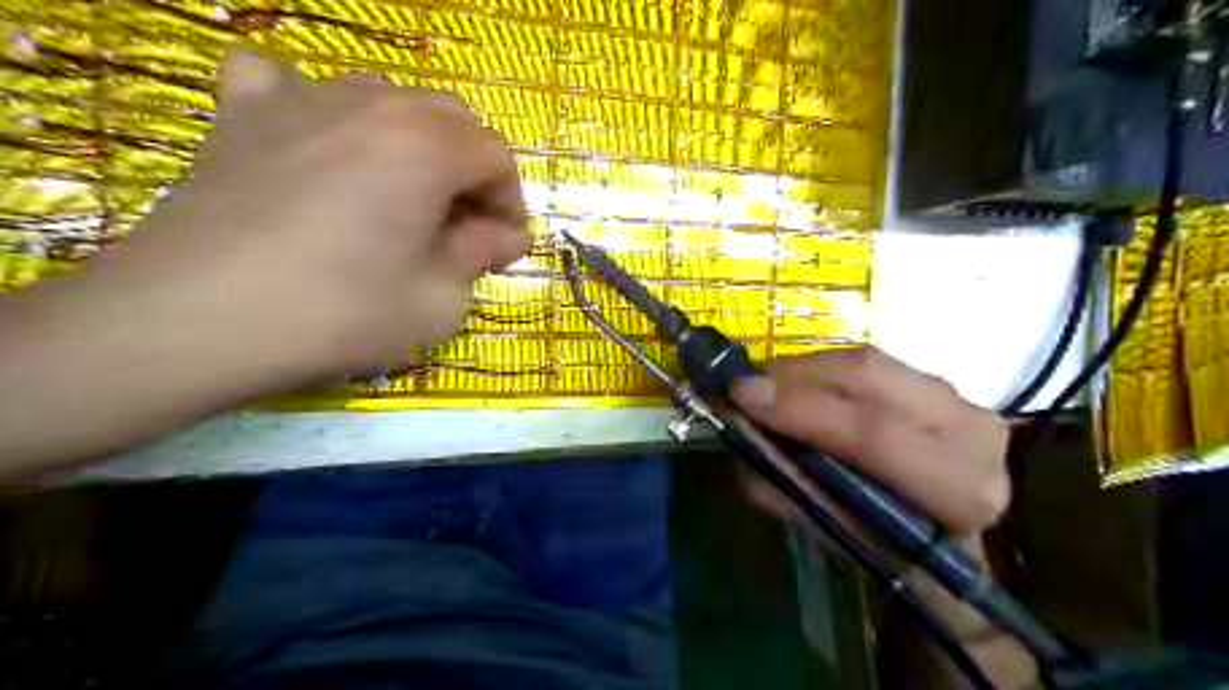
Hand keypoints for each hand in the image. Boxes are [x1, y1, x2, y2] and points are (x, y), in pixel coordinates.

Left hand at [85, 50, 528, 385]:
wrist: (195, 320)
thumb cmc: (339, 313)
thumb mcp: (439, 301)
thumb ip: (482, 256)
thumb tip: (509, 235)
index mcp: (427, 147)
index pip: (496, 156)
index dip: (510, 201)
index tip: (502, 244)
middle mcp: (372, 104)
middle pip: (449, 118)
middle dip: (469, 170)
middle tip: (459, 224)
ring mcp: (300, 98)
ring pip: (384, 97)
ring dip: (411, 141)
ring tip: (400, 193)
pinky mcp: (242, 114)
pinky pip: (290, 84)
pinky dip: (317, 109)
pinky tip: (316, 142)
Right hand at [738, 351, 1033, 689]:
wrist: (947, 544)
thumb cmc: (891, 552)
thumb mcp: (835, 534)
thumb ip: (787, 484)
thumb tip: (738, 429)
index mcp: (960, 488)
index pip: (874, 434)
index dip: (802, 410)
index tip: (741, 397)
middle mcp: (974, 430)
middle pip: (870, 376)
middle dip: (795, 377)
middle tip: (744, 385)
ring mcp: (962, 398)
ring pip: (866, 361)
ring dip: (803, 369)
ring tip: (764, 386)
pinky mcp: (940, 383)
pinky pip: (867, 363)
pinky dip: (821, 370)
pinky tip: (795, 385)